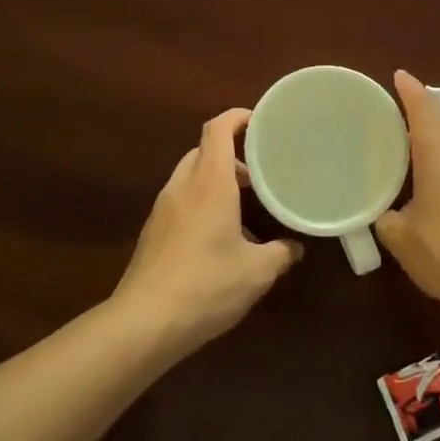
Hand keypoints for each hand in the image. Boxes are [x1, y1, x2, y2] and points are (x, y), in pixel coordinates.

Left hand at [112, 108, 301, 354]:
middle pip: (203, 150)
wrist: (144, 323)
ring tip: (244, 202)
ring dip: (215, 179)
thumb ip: (281, 253)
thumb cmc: (207, 285)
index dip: (238, 117)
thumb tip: (295, 248)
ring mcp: (162, 209)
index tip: (261, 122)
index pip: (217, 129)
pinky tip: (219, 234)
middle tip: (259, 169)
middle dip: (231, 153)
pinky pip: (181, 200)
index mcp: (209, 182)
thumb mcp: (257, 271)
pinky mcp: (153, 232)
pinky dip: (201, 201)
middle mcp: (182, 186)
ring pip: (190, 176)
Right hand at [375, 70, 439, 312]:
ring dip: (436, 138)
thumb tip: (385, 214)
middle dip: (420, 114)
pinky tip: (437, 178)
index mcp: (439, 148)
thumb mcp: (401, 237)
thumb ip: (386, 218)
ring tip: (411, 147)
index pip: (422, 106)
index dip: (409, 90)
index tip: (398, 76)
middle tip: (393, 119)